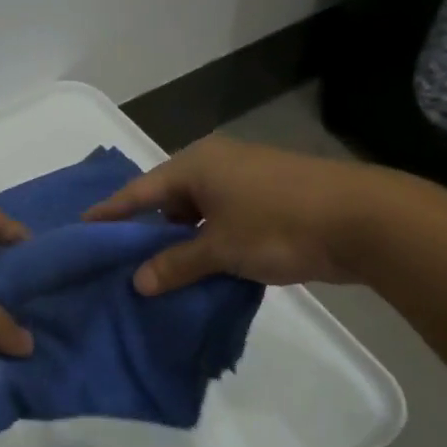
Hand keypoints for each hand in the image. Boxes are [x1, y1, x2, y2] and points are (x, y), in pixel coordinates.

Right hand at [84, 136, 397, 293]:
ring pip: (198, 213)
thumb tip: (139, 282)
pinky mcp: (268, 199)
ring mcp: (246, 181)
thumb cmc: (279, 225)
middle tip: (121, 261)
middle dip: (147, 231)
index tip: (83, 227)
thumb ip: (177, 264)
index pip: (140, 190)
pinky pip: (223, 220)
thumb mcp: (221, 249)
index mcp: (197, 165)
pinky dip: (209, 243)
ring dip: (182, 241)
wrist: (363, 220)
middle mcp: (217, 165)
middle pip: (168, 199)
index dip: (112, 212)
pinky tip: (200, 270)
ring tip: (158, 273)